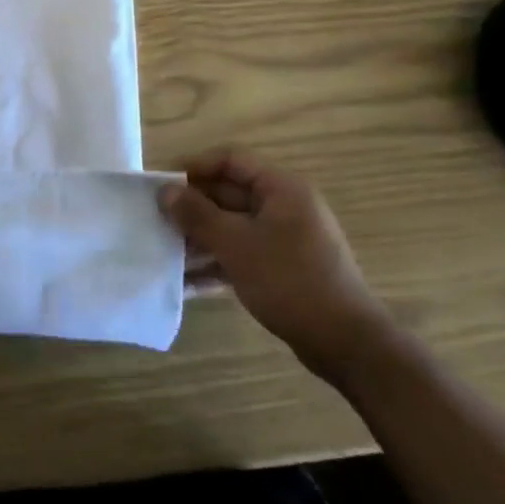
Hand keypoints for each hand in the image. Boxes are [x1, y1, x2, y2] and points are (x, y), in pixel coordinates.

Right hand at [159, 149, 390, 378]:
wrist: (345, 343)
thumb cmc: (289, 281)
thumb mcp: (236, 244)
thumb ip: (197, 215)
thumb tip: (165, 191)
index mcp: (282, 188)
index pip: (231, 160)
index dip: (195, 167)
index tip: (164, 185)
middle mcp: (286, 206)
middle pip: (230, 193)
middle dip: (193, 207)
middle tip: (158, 221)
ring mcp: (286, 238)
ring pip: (234, 226)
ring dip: (201, 237)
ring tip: (167, 252)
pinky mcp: (284, 268)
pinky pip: (243, 253)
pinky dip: (218, 261)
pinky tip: (188, 282)